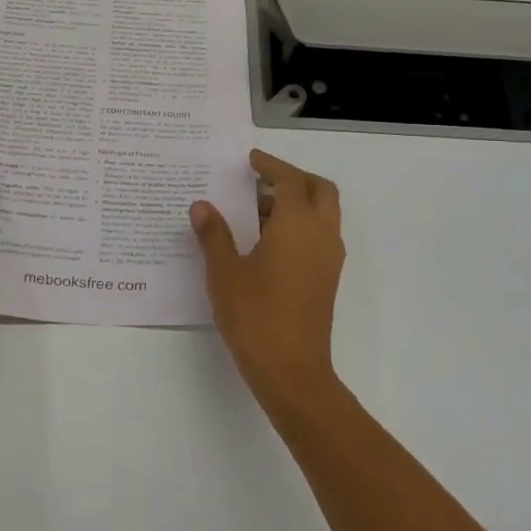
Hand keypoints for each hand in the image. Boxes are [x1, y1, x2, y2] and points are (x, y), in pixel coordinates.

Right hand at [190, 149, 345, 415]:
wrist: (292, 370)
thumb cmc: (256, 315)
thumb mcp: (225, 272)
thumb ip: (214, 234)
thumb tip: (202, 206)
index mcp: (298, 224)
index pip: (290, 179)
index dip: (270, 165)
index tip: (250, 160)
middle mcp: (321, 234)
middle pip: (319, 189)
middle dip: (293, 178)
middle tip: (261, 179)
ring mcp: (329, 258)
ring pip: (323, 213)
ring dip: (297, 202)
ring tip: (257, 209)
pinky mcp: (327, 278)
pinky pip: (319, 235)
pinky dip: (301, 224)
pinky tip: (268, 241)